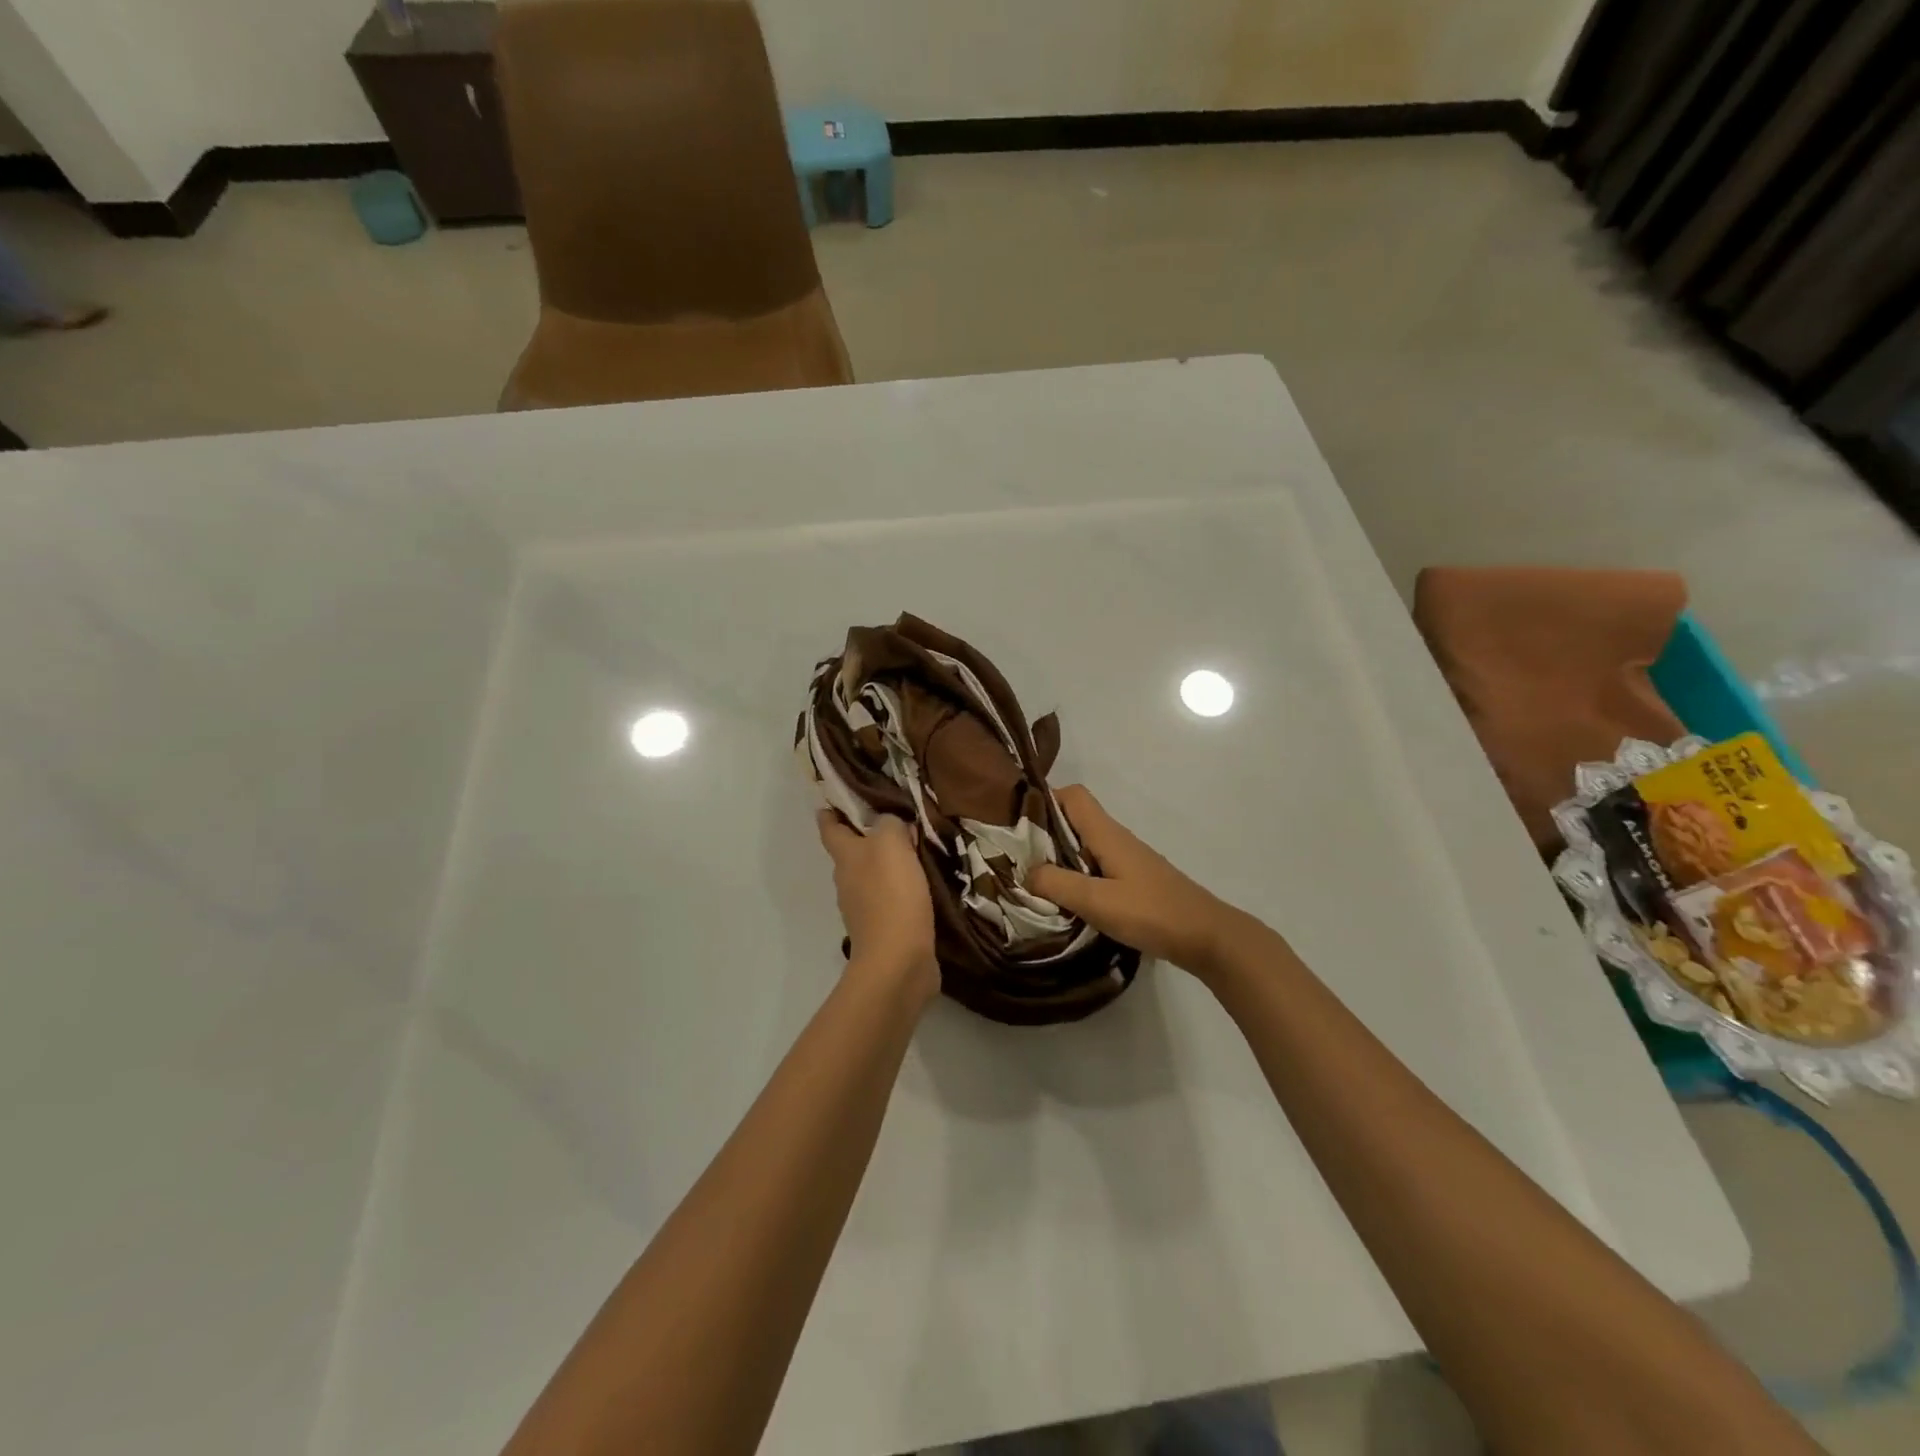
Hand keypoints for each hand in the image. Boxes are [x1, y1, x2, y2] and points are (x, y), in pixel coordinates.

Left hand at [815, 810, 939, 1008]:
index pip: (829, 827)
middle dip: (867, 837)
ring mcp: (862, 908)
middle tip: (895, 822)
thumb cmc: (891, 894)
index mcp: (844, 856)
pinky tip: (921, 886)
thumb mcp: (892, 843)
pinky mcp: (883, 929)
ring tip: (915, 852)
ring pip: (871, 876)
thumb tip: (891, 823)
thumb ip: (890, 824)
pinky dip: (901, 890)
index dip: (831, 812)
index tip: (836, 799)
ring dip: (887, 865)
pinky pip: (890, 900)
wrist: (898, 960)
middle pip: (852, 852)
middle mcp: (847, 880)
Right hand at [1027, 786, 1245, 979]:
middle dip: (1044, 833)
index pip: (1073, 795)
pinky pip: (1096, 867)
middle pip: (1074, 820)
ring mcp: (1127, 860)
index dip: (1045, 799)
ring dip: (1059, 857)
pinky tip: (1066, 900)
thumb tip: (1026, 872)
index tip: (1017, 820)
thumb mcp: (1098, 902)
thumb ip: (1058, 885)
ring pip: (1084, 845)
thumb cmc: (1152, 913)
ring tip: (1033, 880)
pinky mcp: (1134, 881)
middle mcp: (1116, 839)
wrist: (1207, 936)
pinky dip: (1077, 875)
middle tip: (1015, 857)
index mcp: (1107, 834)